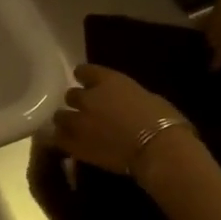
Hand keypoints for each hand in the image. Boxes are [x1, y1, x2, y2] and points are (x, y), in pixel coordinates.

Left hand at [49, 64, 194, 175]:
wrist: (155, 148)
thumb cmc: (162, 119)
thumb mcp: (144, 95)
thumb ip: (122, 95)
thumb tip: (117, 101)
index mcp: (108, 81)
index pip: (84, 71)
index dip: (84, 76)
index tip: (85, 80)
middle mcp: (87, 98)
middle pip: (70, 95)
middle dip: (76, 101)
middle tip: (84, 110)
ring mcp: (77, 121)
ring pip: (60, 116)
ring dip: (66, 120)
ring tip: (74, 127)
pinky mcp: (73, 144)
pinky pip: (58, 138)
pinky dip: (63, 138)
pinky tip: (70, 142)